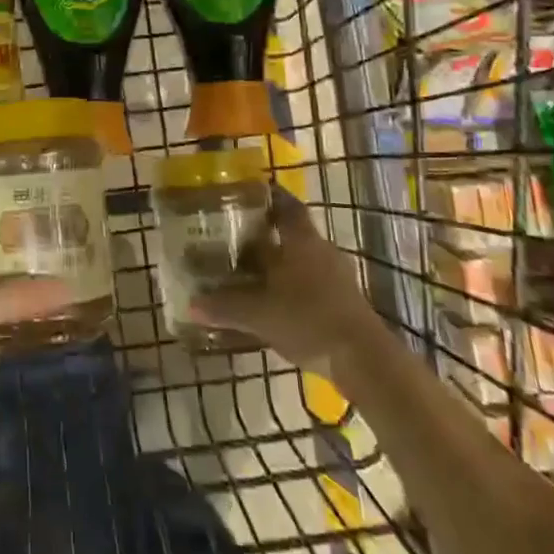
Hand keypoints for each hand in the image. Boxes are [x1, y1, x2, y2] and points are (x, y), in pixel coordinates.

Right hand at [188, 189, 377, 371]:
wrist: (363, 359)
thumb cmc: (308, 319)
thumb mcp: (259, 314)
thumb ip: (225, 306)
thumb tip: (191, 304)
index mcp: (301, 240)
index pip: (286, 204)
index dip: (268, 196)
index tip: (247, 194)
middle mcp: (320, 249)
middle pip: (291, 231)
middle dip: (266, 232)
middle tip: (236, 235)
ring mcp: (337, 275)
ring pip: (302, 258)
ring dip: (280, 261)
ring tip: (251, 269)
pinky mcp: (344, 300)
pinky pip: (312, 281)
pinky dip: (293, 284)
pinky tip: (275, 300)